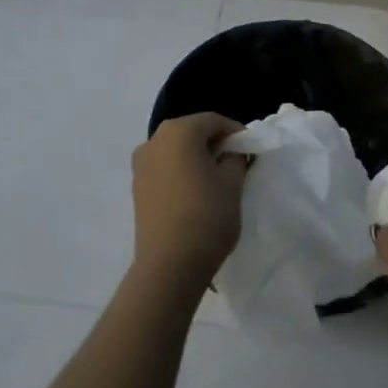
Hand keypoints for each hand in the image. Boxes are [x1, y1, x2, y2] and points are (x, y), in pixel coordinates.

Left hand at [130, 113, 246, 293]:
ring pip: (176, 151)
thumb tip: (231, 153)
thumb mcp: (233, 182)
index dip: (236, 132)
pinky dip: (181, 173)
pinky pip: (164, 169)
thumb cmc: (206, 215)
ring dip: (196, 159)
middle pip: (192, 132)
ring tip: (216, 181)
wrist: (169, 266)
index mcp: (179, 131)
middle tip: (236, 164)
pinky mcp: (136, 188)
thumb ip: (236, 158)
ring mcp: (141, 164)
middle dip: (215, 144)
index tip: (250, 151)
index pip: (214, 121)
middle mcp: (154, 140)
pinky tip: (194, 194)